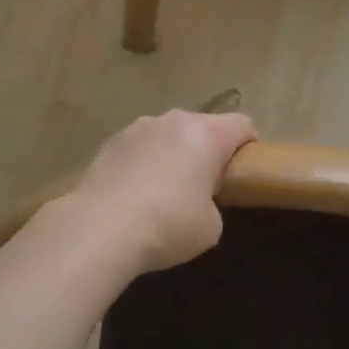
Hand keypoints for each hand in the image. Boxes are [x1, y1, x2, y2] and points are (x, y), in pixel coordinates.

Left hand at [67, 110, 256, 273]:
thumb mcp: (210, 227)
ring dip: (172, 153)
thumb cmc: (168, 224)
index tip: (241, 172)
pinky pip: (139, 146)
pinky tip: (133, 193)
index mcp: (207, 134)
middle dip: (207, 150)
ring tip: (162, 190)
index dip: (248, 145)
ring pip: (168, 134)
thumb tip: (198, 200)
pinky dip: (143, 162)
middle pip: (203, 126)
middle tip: (203, 186)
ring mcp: (139, 127)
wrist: (100, 228)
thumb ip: (213, 203)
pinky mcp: (111, 141)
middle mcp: (175, 120)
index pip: (242, 124)